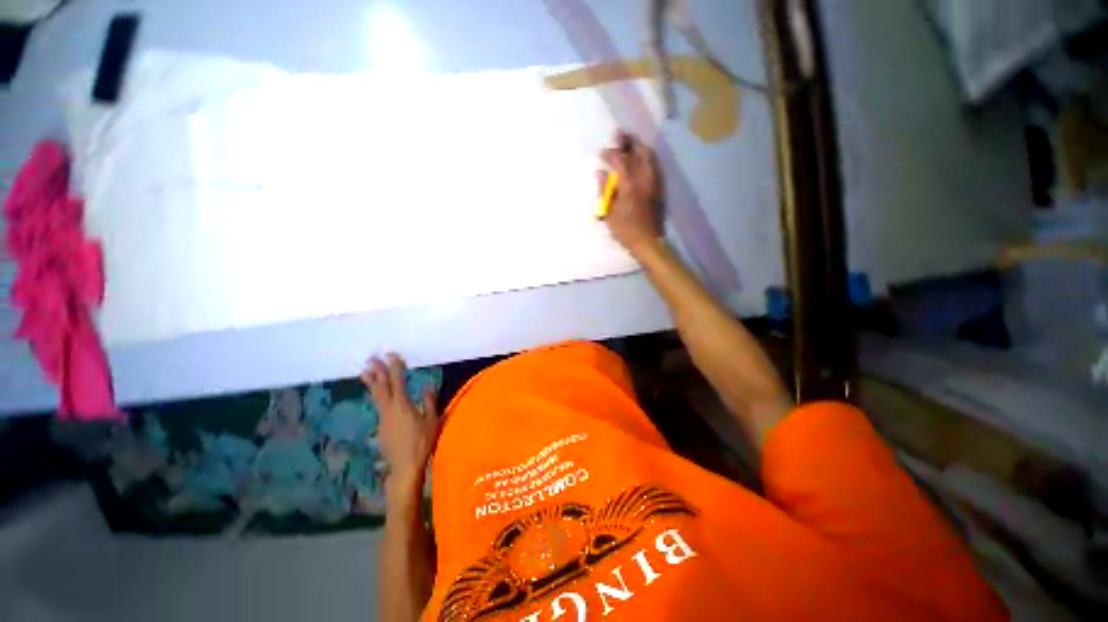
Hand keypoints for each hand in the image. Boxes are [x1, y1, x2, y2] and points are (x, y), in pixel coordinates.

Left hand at [361, 353, 439, 493]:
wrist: (405, 466)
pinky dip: (376, 395)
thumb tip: (427, 386)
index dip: (394, 367)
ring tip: (365, 372)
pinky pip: (378, 406)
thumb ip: (430, 401)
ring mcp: (383, 418)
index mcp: (403, 406)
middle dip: (376, 372)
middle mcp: (389, 409)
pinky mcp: (380, 427)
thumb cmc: (422, 442)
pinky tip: (378, 395)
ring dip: (372, 383)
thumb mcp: (433, 421)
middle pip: (381, 387)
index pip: (398, 381)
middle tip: (371, 359)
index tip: (391, 355)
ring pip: (376, 397)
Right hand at [599, 130, 663, 255]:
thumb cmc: (625, 230)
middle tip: (619, 136)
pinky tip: (639, 160)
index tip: (602, 153)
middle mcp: (644, 179)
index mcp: (629, 185)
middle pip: (639, 151)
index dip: (610, 153)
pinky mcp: (659, 187)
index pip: (620, 160)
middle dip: (628, 141)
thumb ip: (604, 190)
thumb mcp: (609, 213)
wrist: (648, 241)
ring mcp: (654, 182)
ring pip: (649, 156)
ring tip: (629, 144)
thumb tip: (600, 173)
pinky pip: (654, 165)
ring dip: (638, 147)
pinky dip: (646, 158)